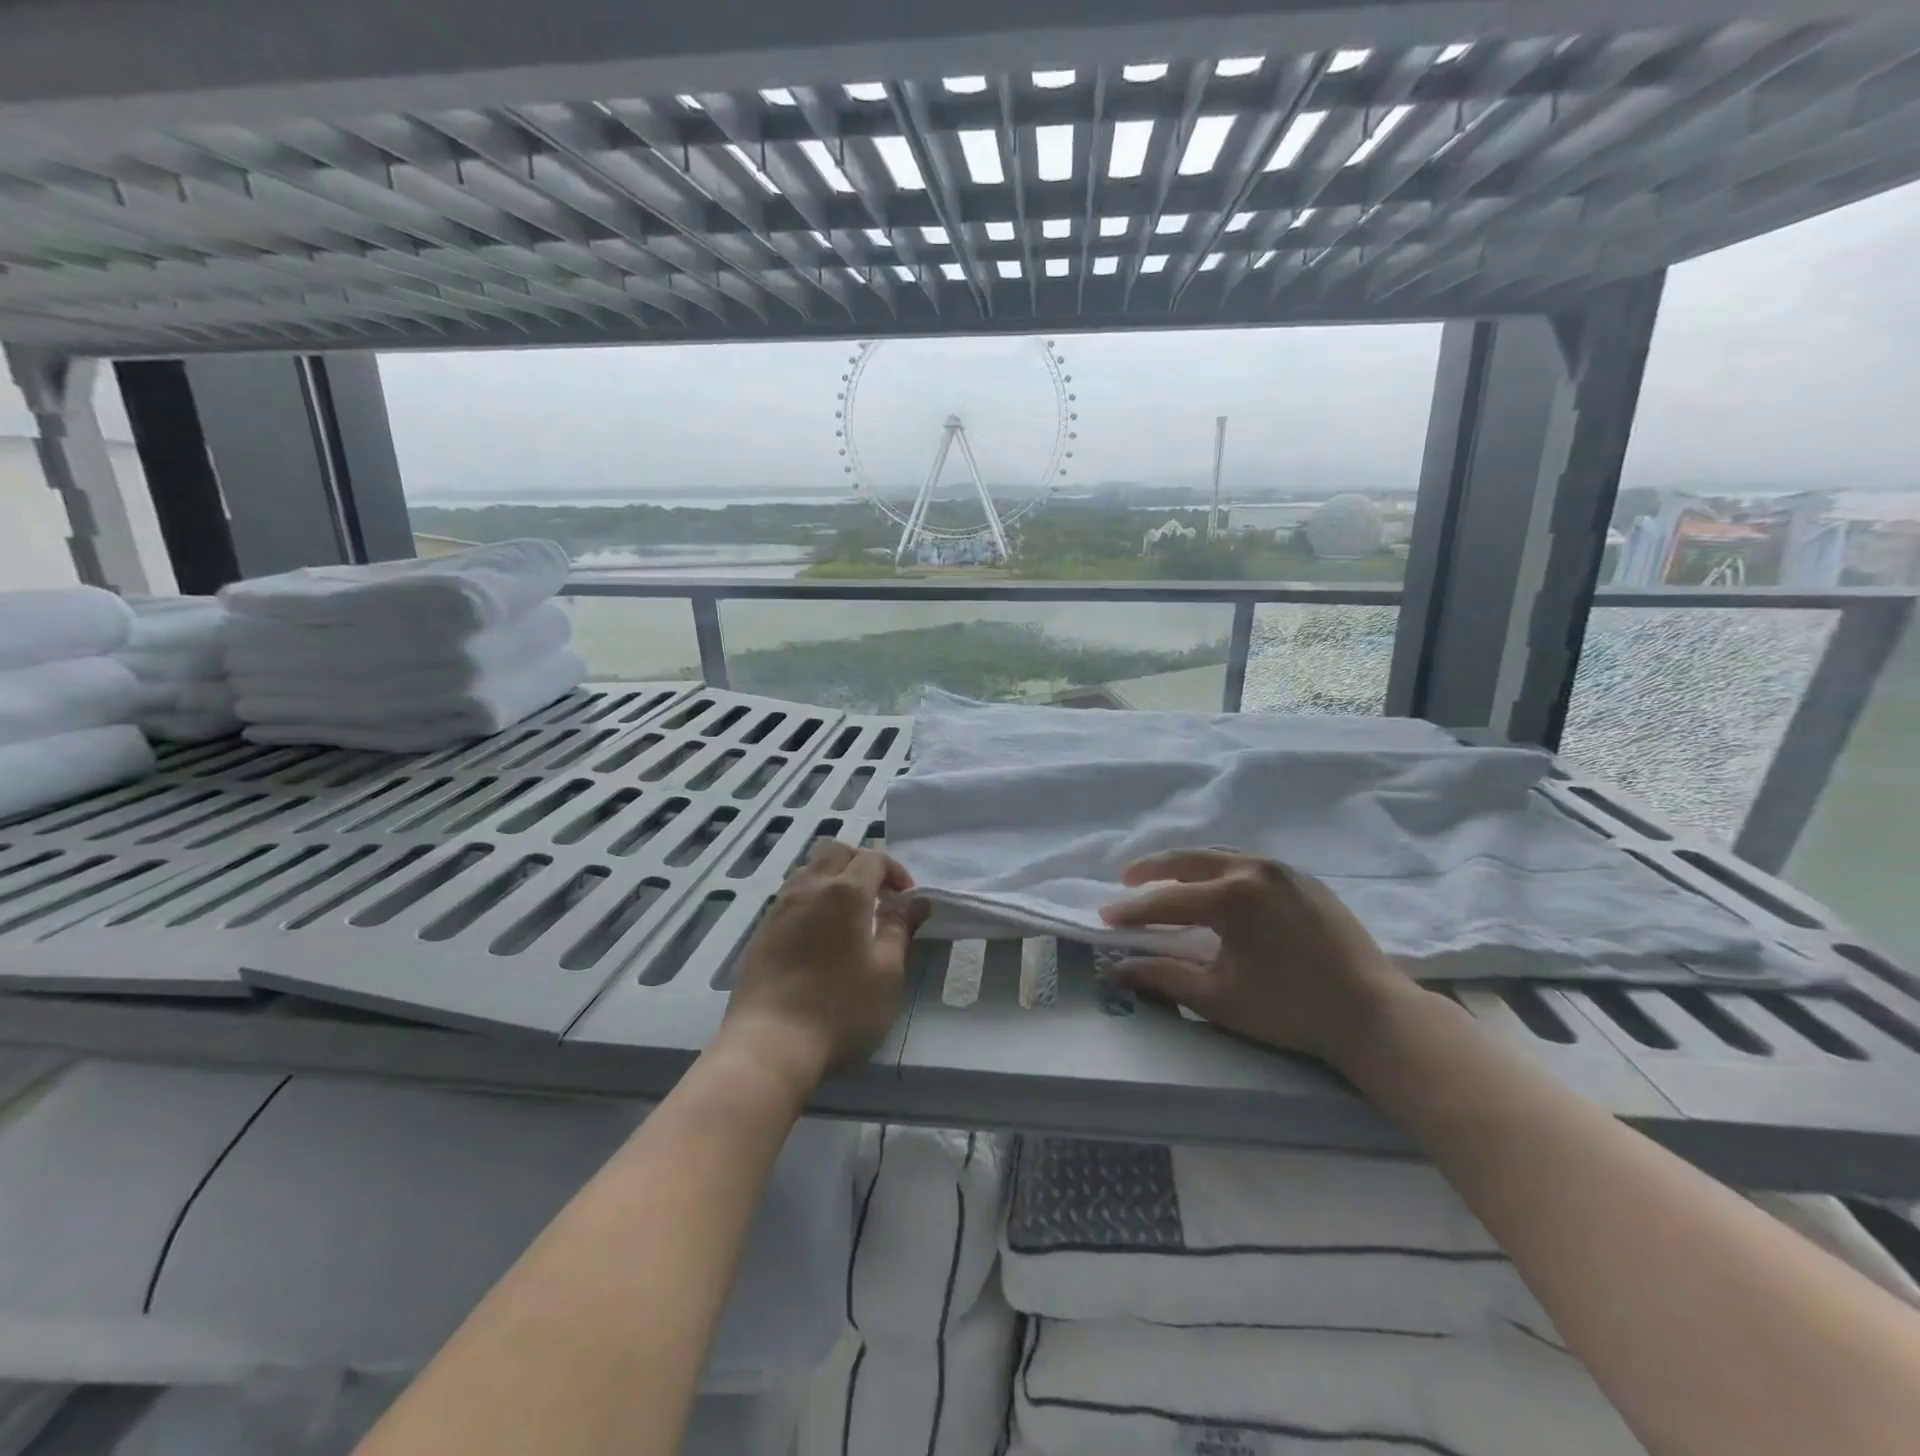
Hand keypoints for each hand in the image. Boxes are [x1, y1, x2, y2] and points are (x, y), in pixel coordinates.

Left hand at [721, 839, 926, 1090]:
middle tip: (877, 895)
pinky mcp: (761, 930)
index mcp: (845, 892)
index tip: (906, 899)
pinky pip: (791, 895)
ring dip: (833, 877)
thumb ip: (900, 929)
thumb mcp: (886, 973)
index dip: (895, 872)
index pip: (874, 858)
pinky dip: (812, 898)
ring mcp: (780, 907)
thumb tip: (917, 902)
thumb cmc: (840, 1009)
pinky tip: (820, 934)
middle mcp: (809, 887)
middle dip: (860, 862)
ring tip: (848, 914)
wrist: (769, 1044)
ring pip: (809, 869)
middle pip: (835, 850)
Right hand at [1099, 848, 1416, 1069]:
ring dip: (1187, 866)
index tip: (1104, 917)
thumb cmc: (1290, 1009)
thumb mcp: (1218, 996)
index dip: (1132, 911)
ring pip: (1221, 856)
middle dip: (1153, 869)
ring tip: (1165, 879)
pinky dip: (1221, 870)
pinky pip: (1250, 864)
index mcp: (1232, 896)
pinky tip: (1216, 887)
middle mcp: (1254, 869)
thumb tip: (1115, 969)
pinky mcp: (1304, 880)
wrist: (1374, 1015)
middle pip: (1190, 860)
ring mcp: (1283, 870)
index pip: (1167, 900)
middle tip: (1127, 881)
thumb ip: (1162, 976)